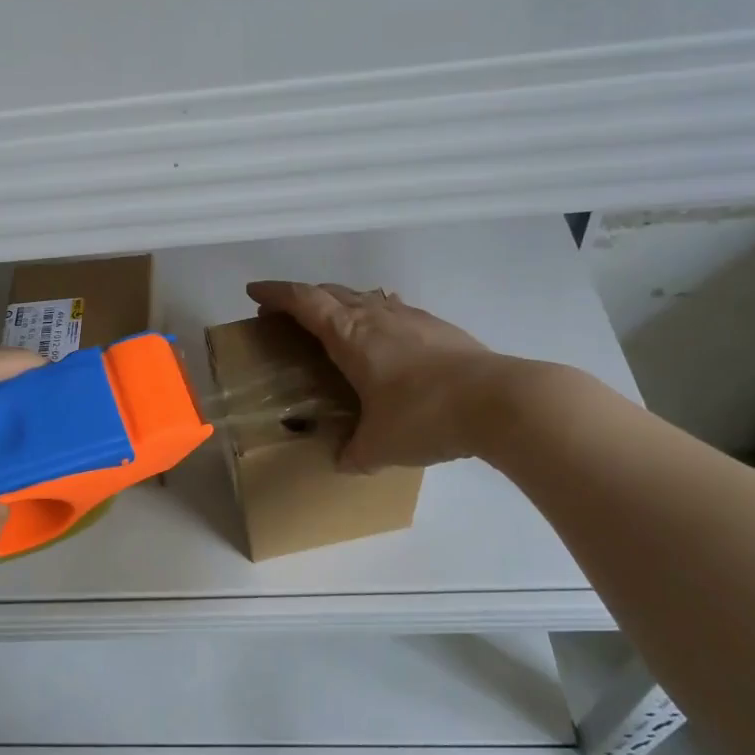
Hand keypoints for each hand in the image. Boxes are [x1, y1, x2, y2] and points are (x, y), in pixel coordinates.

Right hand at [245, 281, 533, 471]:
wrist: (500, 402)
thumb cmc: (425, 417)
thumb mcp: (379, 446)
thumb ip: (354, 454)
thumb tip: (342, 462)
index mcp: (351, 335)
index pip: (304, 302)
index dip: (276, 294)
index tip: (254, 292)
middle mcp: (377, 316)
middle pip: (331, 292)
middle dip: (303, 298)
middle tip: (286, 315)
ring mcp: (412, 318)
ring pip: (365, 297)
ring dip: (341, 302)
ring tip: (332, 322)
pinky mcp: (439, 328)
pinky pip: (393, 311)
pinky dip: (375, 316)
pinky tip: (383, 336)